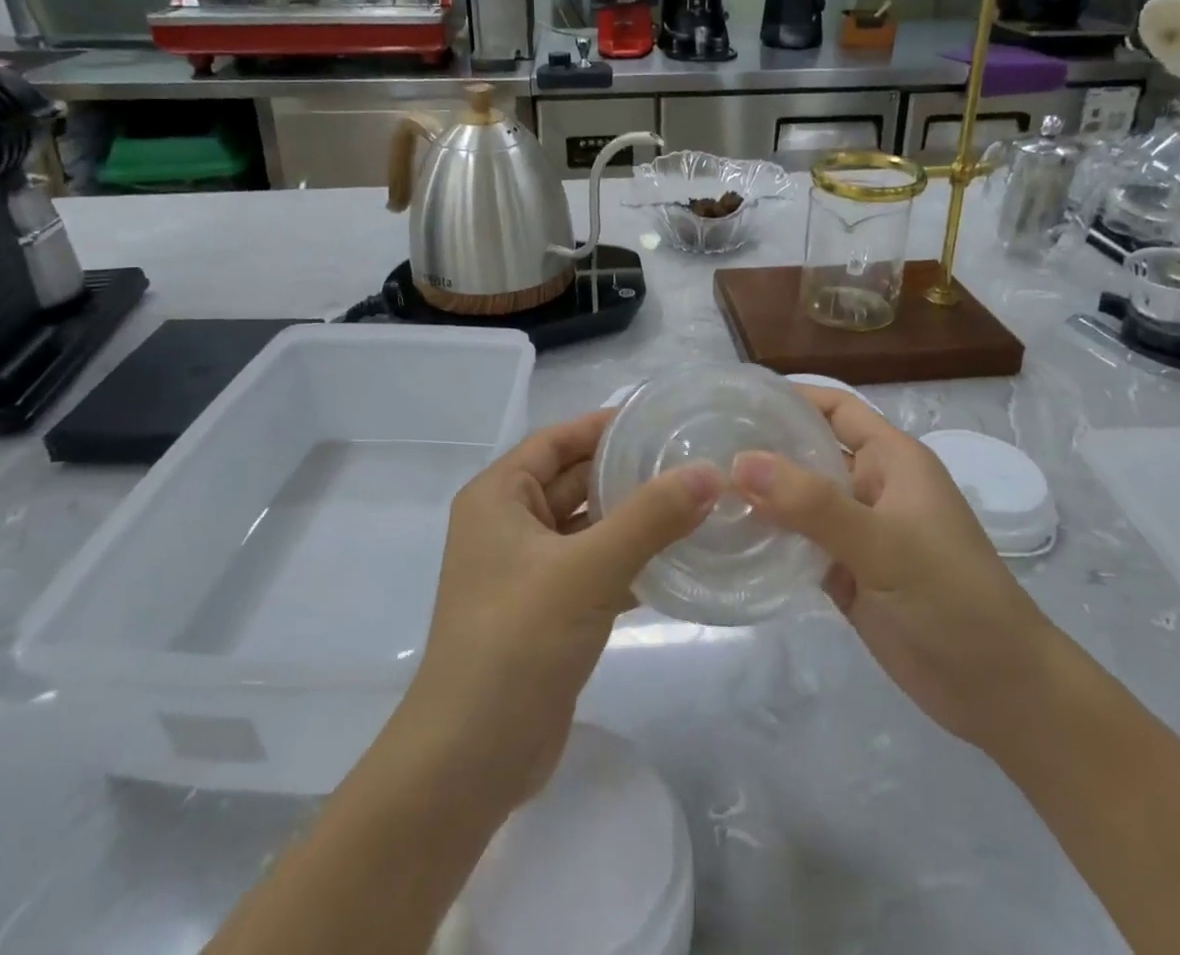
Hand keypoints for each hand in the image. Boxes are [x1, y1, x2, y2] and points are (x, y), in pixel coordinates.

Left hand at [400, 409, 719, 811]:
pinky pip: (595, 569)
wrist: (470, 761)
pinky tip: (680, 561)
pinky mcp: (549, 611)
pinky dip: (630, 563)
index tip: (659, 418)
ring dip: (634, 519)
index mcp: (499, 497)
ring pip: (589, 528)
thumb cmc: (516, 641)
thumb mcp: (587, 570)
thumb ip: (650, 518)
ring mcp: (529, 571)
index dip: (603, 425)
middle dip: (626, 472)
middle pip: (575, 481)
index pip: (556, 441)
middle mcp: (509, 525)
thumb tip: (710, 472)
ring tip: (697, 504)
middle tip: (690, 460)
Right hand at [732, 388, 1055, 746]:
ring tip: (702, 490)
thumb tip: (738, 461)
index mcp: (891, 460)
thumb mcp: (884, 545)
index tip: (734, 400)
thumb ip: (812, 503)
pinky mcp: (846, 573)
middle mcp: (871, 486)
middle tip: (700, 448)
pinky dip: (769, 538)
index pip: (835, 408)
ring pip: (799, 500)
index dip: (790, 397)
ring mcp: (857, 532)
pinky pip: (799, 543)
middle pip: (809, 451)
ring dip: (760, 495)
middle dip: (762, 447)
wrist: (1000, 694)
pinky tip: (729, 538)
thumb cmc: (953, 599)